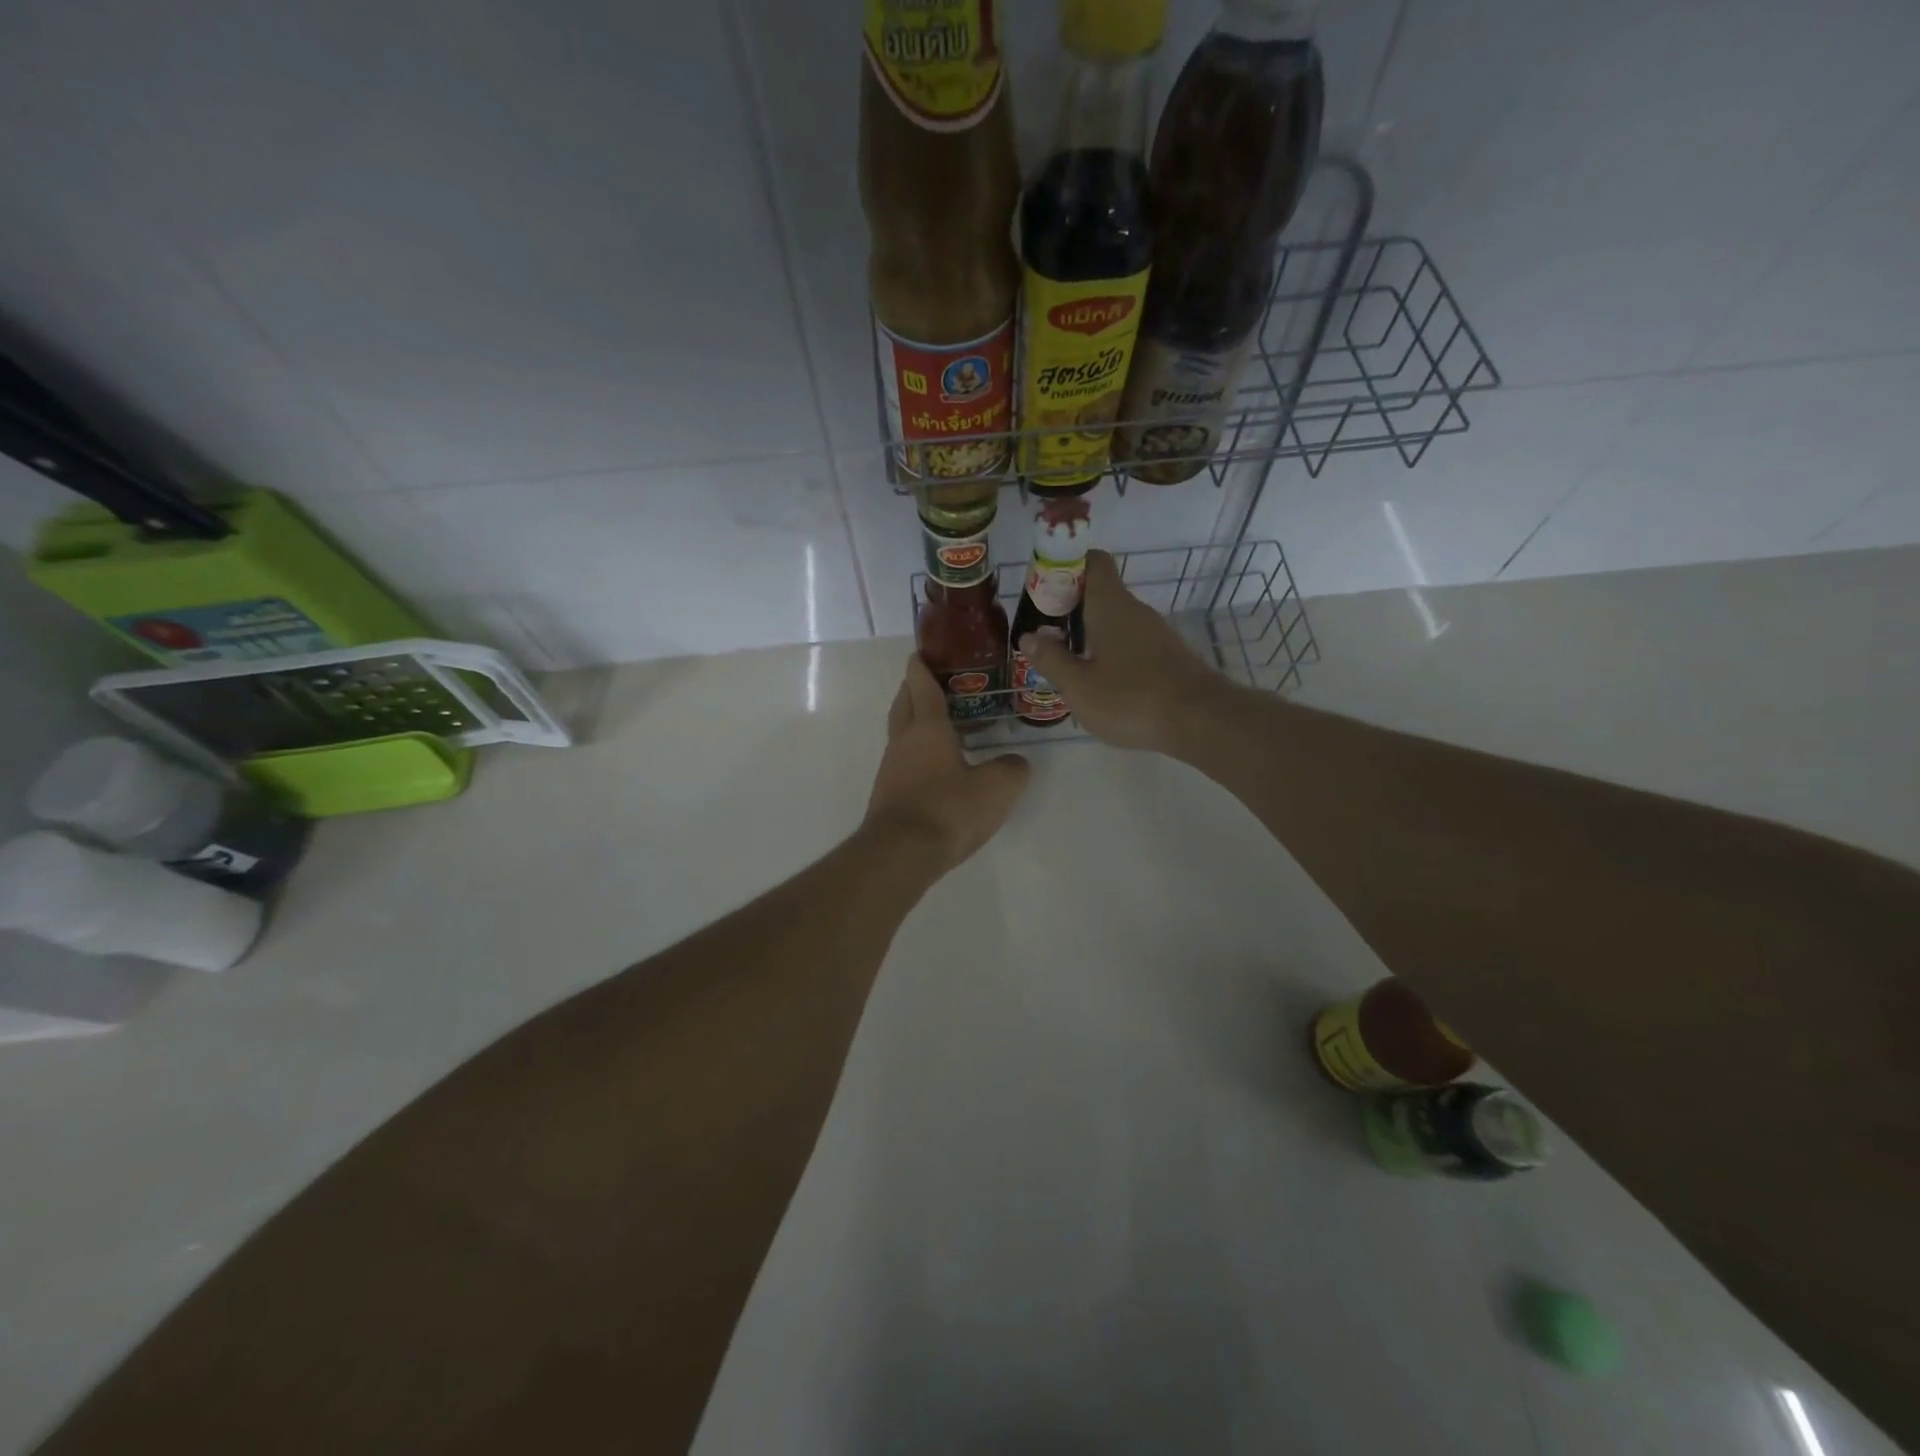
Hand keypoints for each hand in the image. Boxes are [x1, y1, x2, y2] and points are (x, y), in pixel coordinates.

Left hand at [864, 655, 1030, 870]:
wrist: (901, 854)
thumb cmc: (948, 809)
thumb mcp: (996, 788)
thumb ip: (1012, 769)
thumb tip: (1015, 763)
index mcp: (927, 728)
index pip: (922, 686)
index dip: (922, 666)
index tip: (921, 652)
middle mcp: (903, 741)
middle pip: (903, 704)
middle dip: (913, 688)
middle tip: (931, 682)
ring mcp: (891, 769)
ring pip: (900, 732)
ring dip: (914, 721)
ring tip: (941, 724)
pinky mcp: (889, 794)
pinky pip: (903, 760)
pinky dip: (916, 751)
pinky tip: (936, 766)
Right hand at [1018, 549, 1235, 752]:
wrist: (1201, 721)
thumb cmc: (1132, 698)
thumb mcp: (1079, 686)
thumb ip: (1051, 660)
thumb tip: (1028, 636)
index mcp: (1110, 606)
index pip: (1092, 561)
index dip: (1066, 566)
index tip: (1044, 590)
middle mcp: (1135, 610)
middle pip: (1100, 592)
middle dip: (1070, 608)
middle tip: (1044, 635)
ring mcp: (1155, 632)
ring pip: (1115, 620)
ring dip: (1089, 634)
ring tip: (1066, 663)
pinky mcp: (1168, 655)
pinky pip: (1130, 642)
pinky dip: (1110, 652)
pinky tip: (1100, 682)